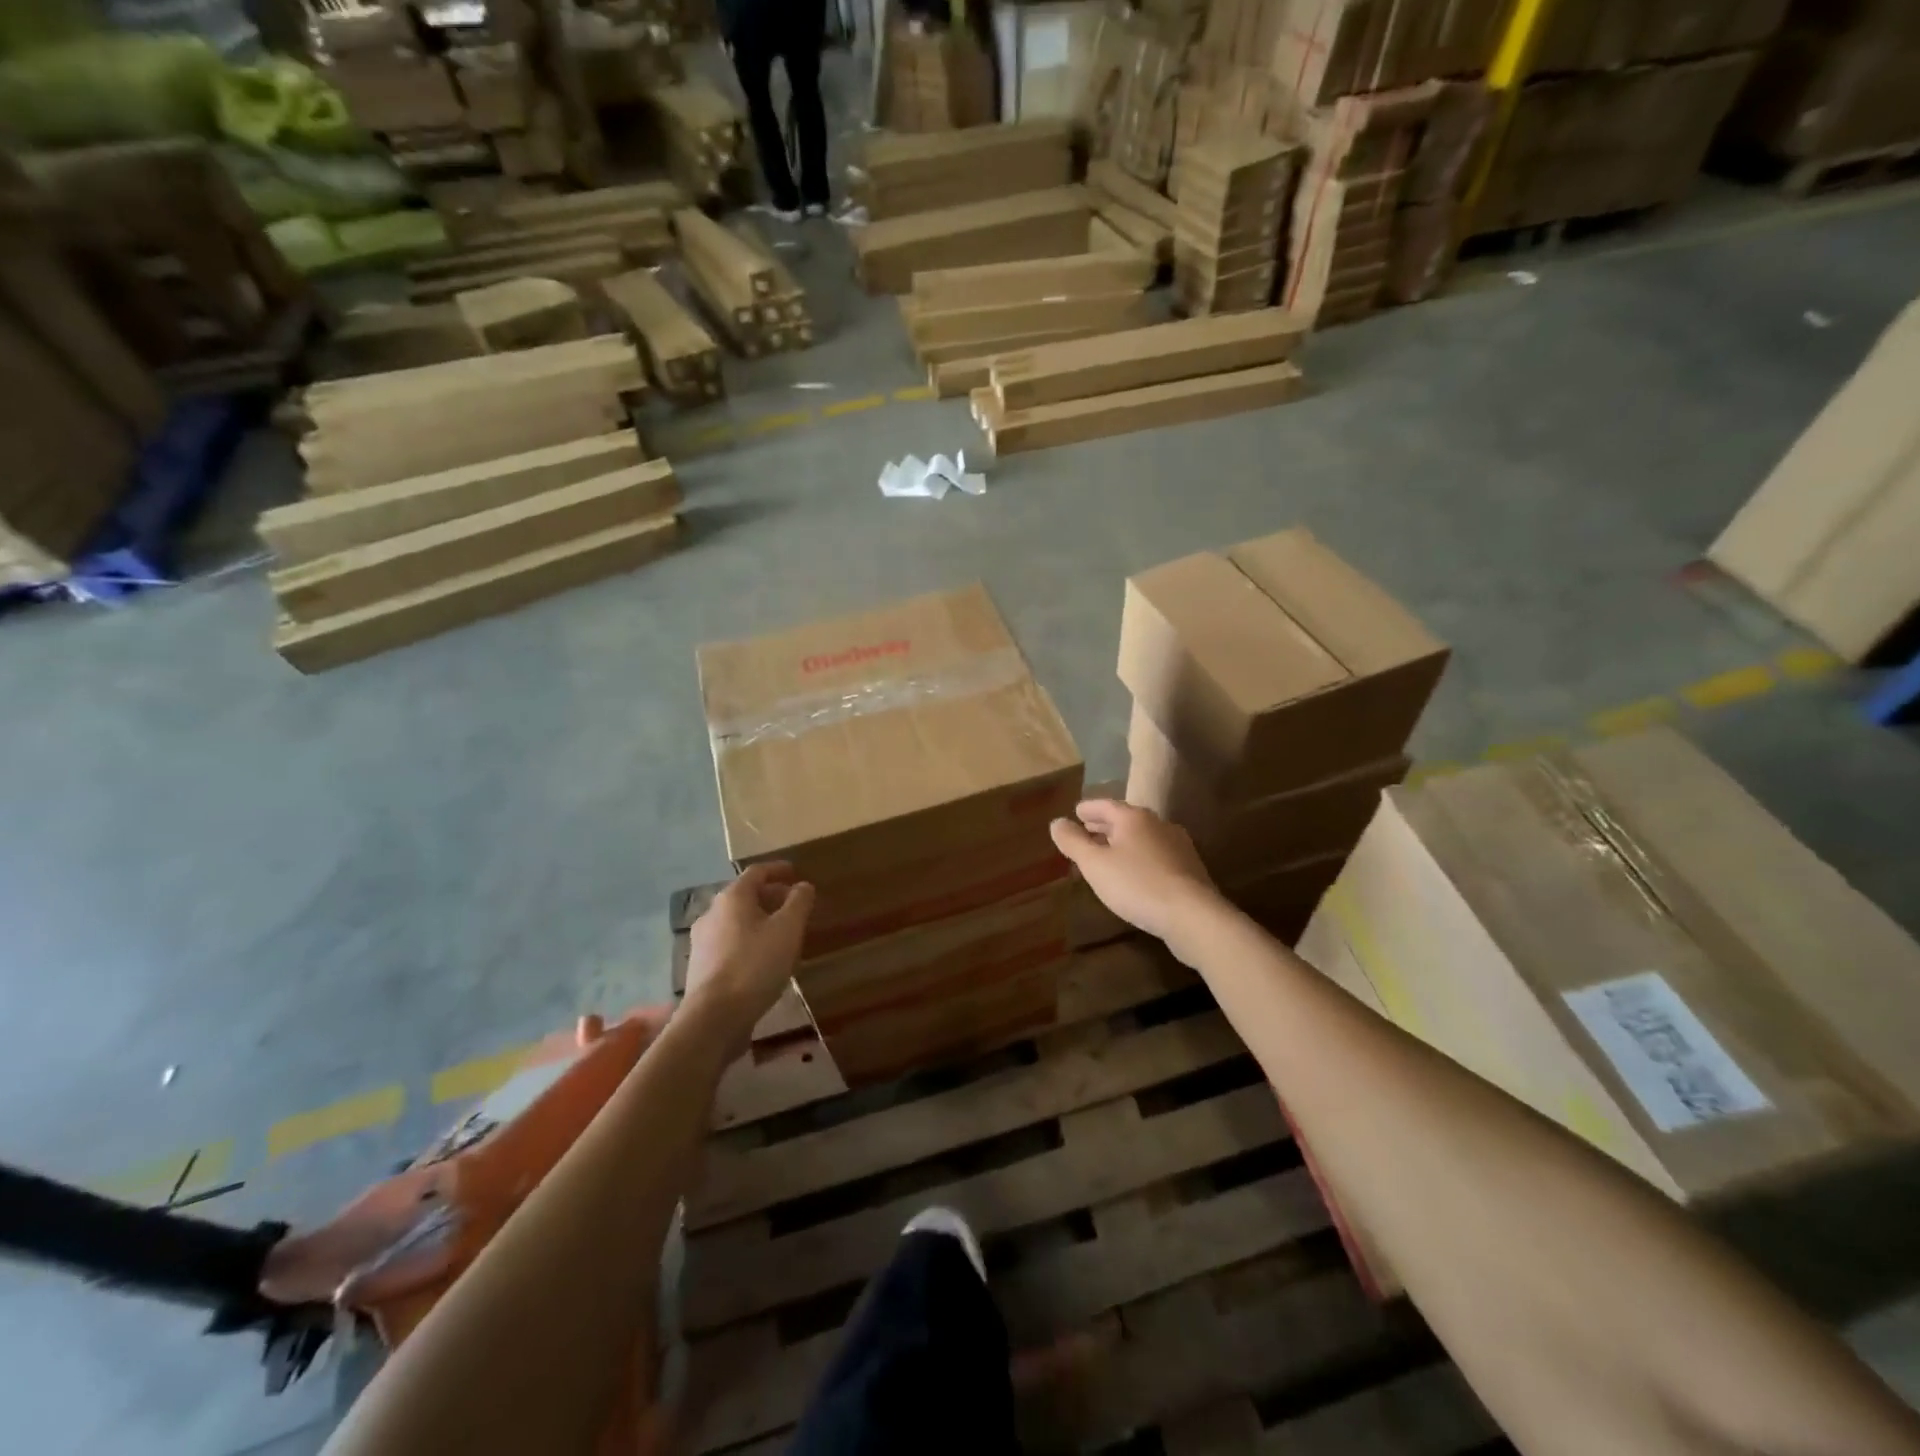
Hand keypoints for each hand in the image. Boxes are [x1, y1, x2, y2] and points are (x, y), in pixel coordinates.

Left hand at [684, 863, 814, 1055]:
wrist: (713, 1017)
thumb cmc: (755, 965)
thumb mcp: (788, 930)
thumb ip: (798, 902)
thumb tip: (803, 886)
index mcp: (732, 898)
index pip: (757, 872)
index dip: (778, 869)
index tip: (796, 872)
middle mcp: (712, 913)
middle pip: (744, 896)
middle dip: (771, 897)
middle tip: (794, 905)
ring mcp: (702, 941)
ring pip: (736, 921)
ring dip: (760, 921)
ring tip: (782, 934)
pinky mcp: (701, 966)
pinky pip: (729, 943)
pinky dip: (748, 941)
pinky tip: (763, 959)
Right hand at [1050, 800, 1221, 944]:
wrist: (1192, 915)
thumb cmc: (1137, 885)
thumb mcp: (1095, 865)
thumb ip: (1073, 842)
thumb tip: (1057, 822)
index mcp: (1133, 818)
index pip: (1105, 805)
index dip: (1088, 809)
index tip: (1075, 813)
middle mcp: (1157, 824)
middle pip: (1125, 819)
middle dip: (1103, 825)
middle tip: (1086, 830)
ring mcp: (1177, 845)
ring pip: (1142, 837)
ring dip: (1121, 842)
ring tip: (1106, 854)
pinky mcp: (1188, 867)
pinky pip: (1155, 854)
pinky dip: (1138, 856)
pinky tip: (1133, 873)